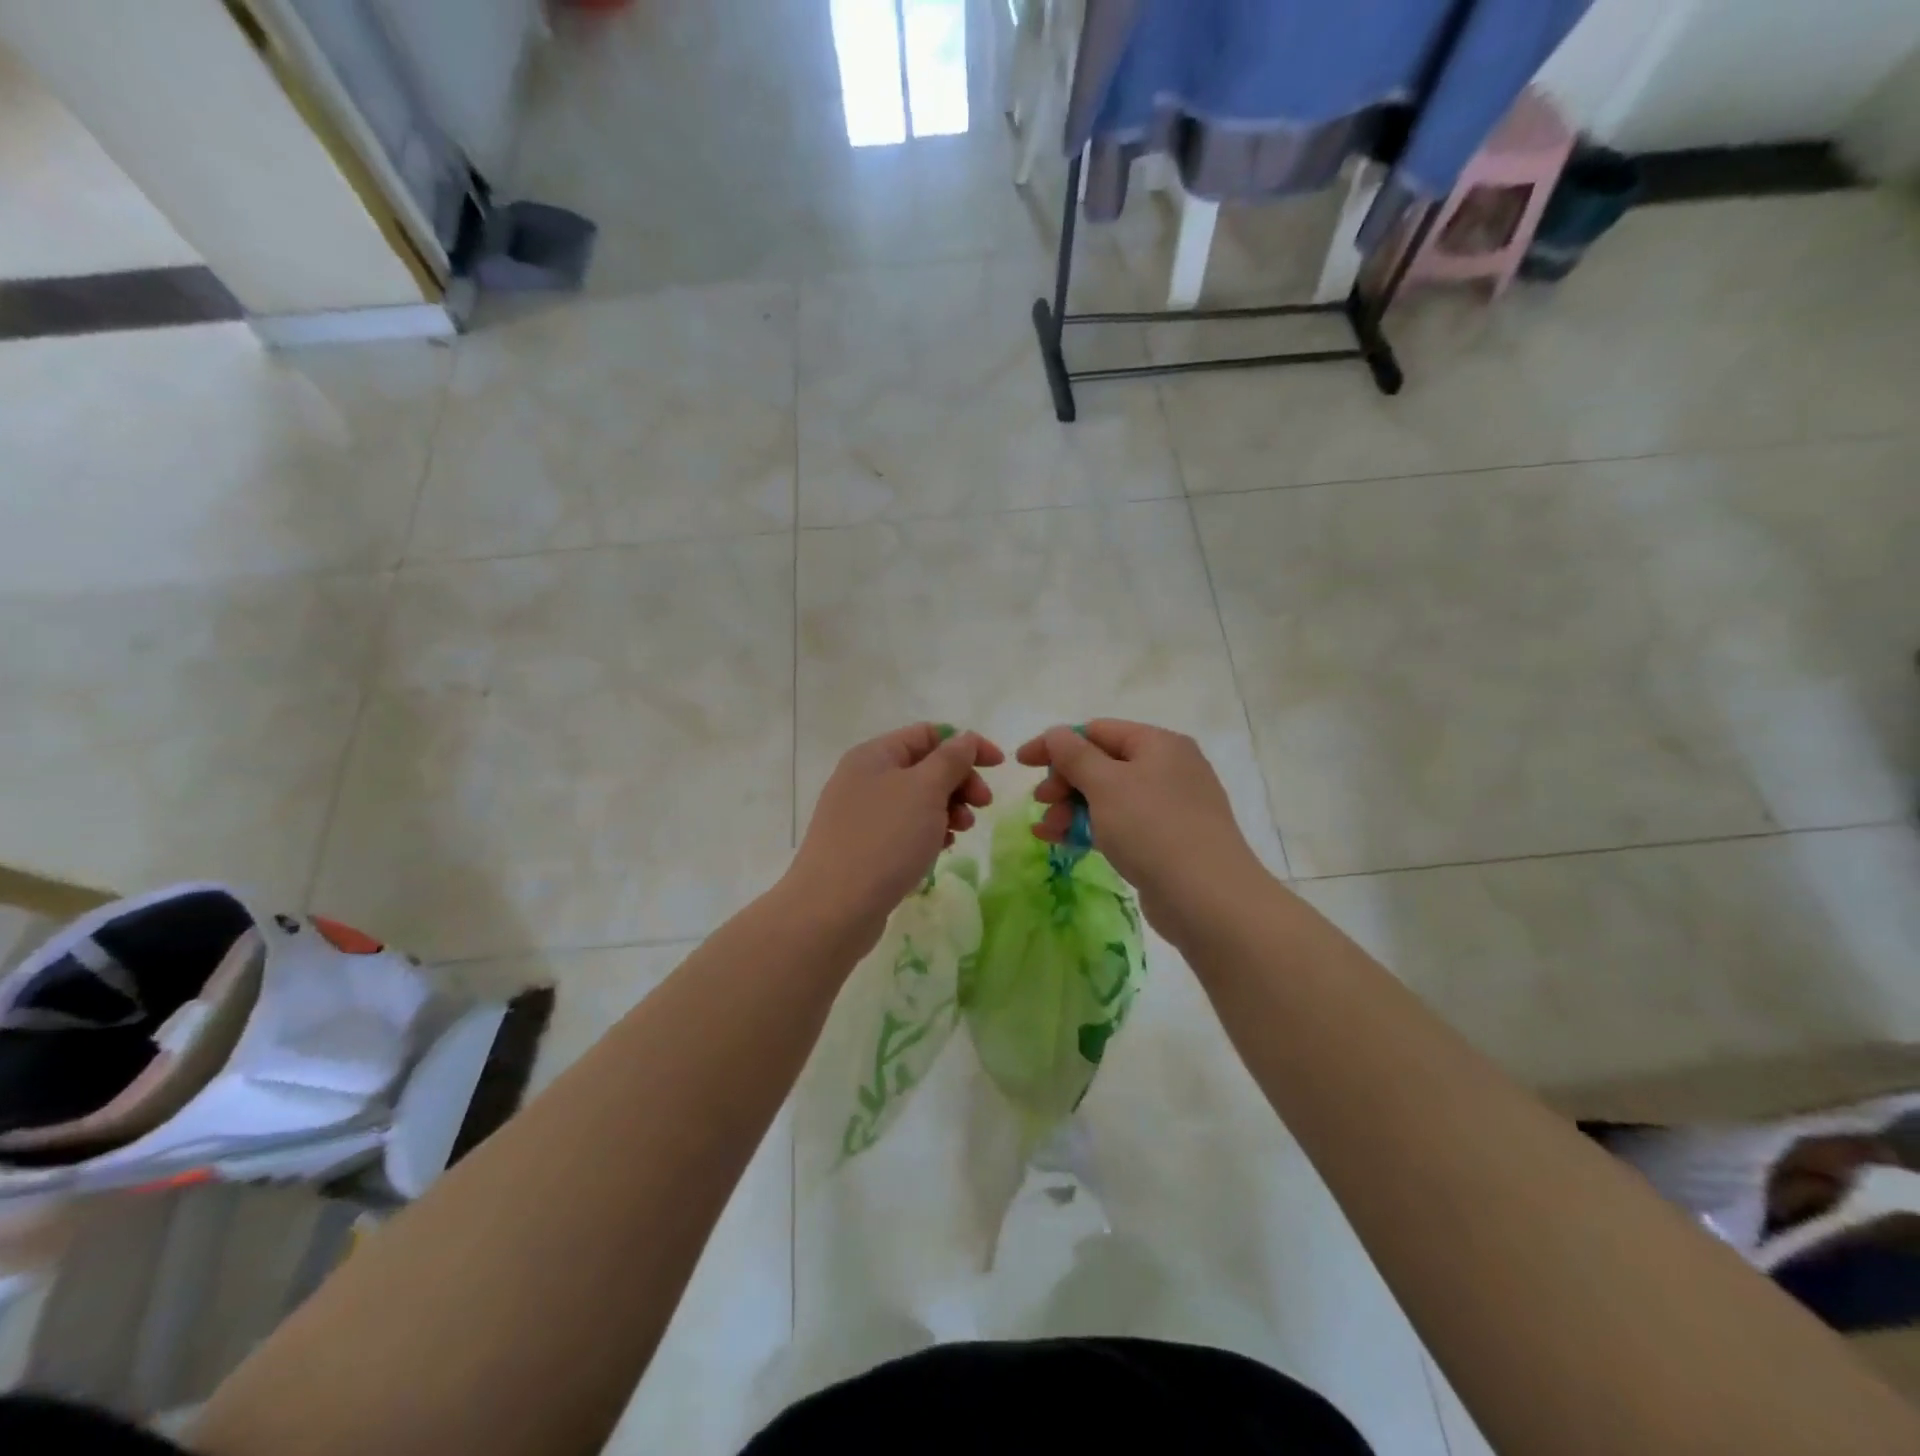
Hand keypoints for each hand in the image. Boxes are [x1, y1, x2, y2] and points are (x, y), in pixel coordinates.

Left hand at [786, 724, 1003, 948]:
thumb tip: (965, 738)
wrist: (834, 908)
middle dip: (959, 781)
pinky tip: (941, 849)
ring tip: (961, 831)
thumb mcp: (925, 790)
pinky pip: (904, 828)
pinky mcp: (863, 847)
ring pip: (917, 800)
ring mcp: (860, 814)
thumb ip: (951, 759)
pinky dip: (928, 832)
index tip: (999, 766)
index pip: (928, 734)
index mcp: (874, 755)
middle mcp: (864, 778)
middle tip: (983, 805)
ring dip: (948, 809)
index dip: (966, 744)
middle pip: (924, 766)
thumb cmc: (885, 839)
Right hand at [1016, 720, 1265, 935]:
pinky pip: (1120, 824)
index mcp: (1158, 744)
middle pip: (1102, 763)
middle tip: (1041, 802)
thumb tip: (1056, 734)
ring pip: (1108, 797)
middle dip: (1064, 782)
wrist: (1208, 898)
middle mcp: (1168, 768)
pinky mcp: (1167, 840)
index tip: (1020, 763)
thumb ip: (1074, 755)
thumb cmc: (1152, 828)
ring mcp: (1170, 806)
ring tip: (1046, 831)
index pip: (1096, 731)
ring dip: (1072, 808)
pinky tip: (1062, 842)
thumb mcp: (1106, 784)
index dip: (1055, 744)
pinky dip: (1090, 828)